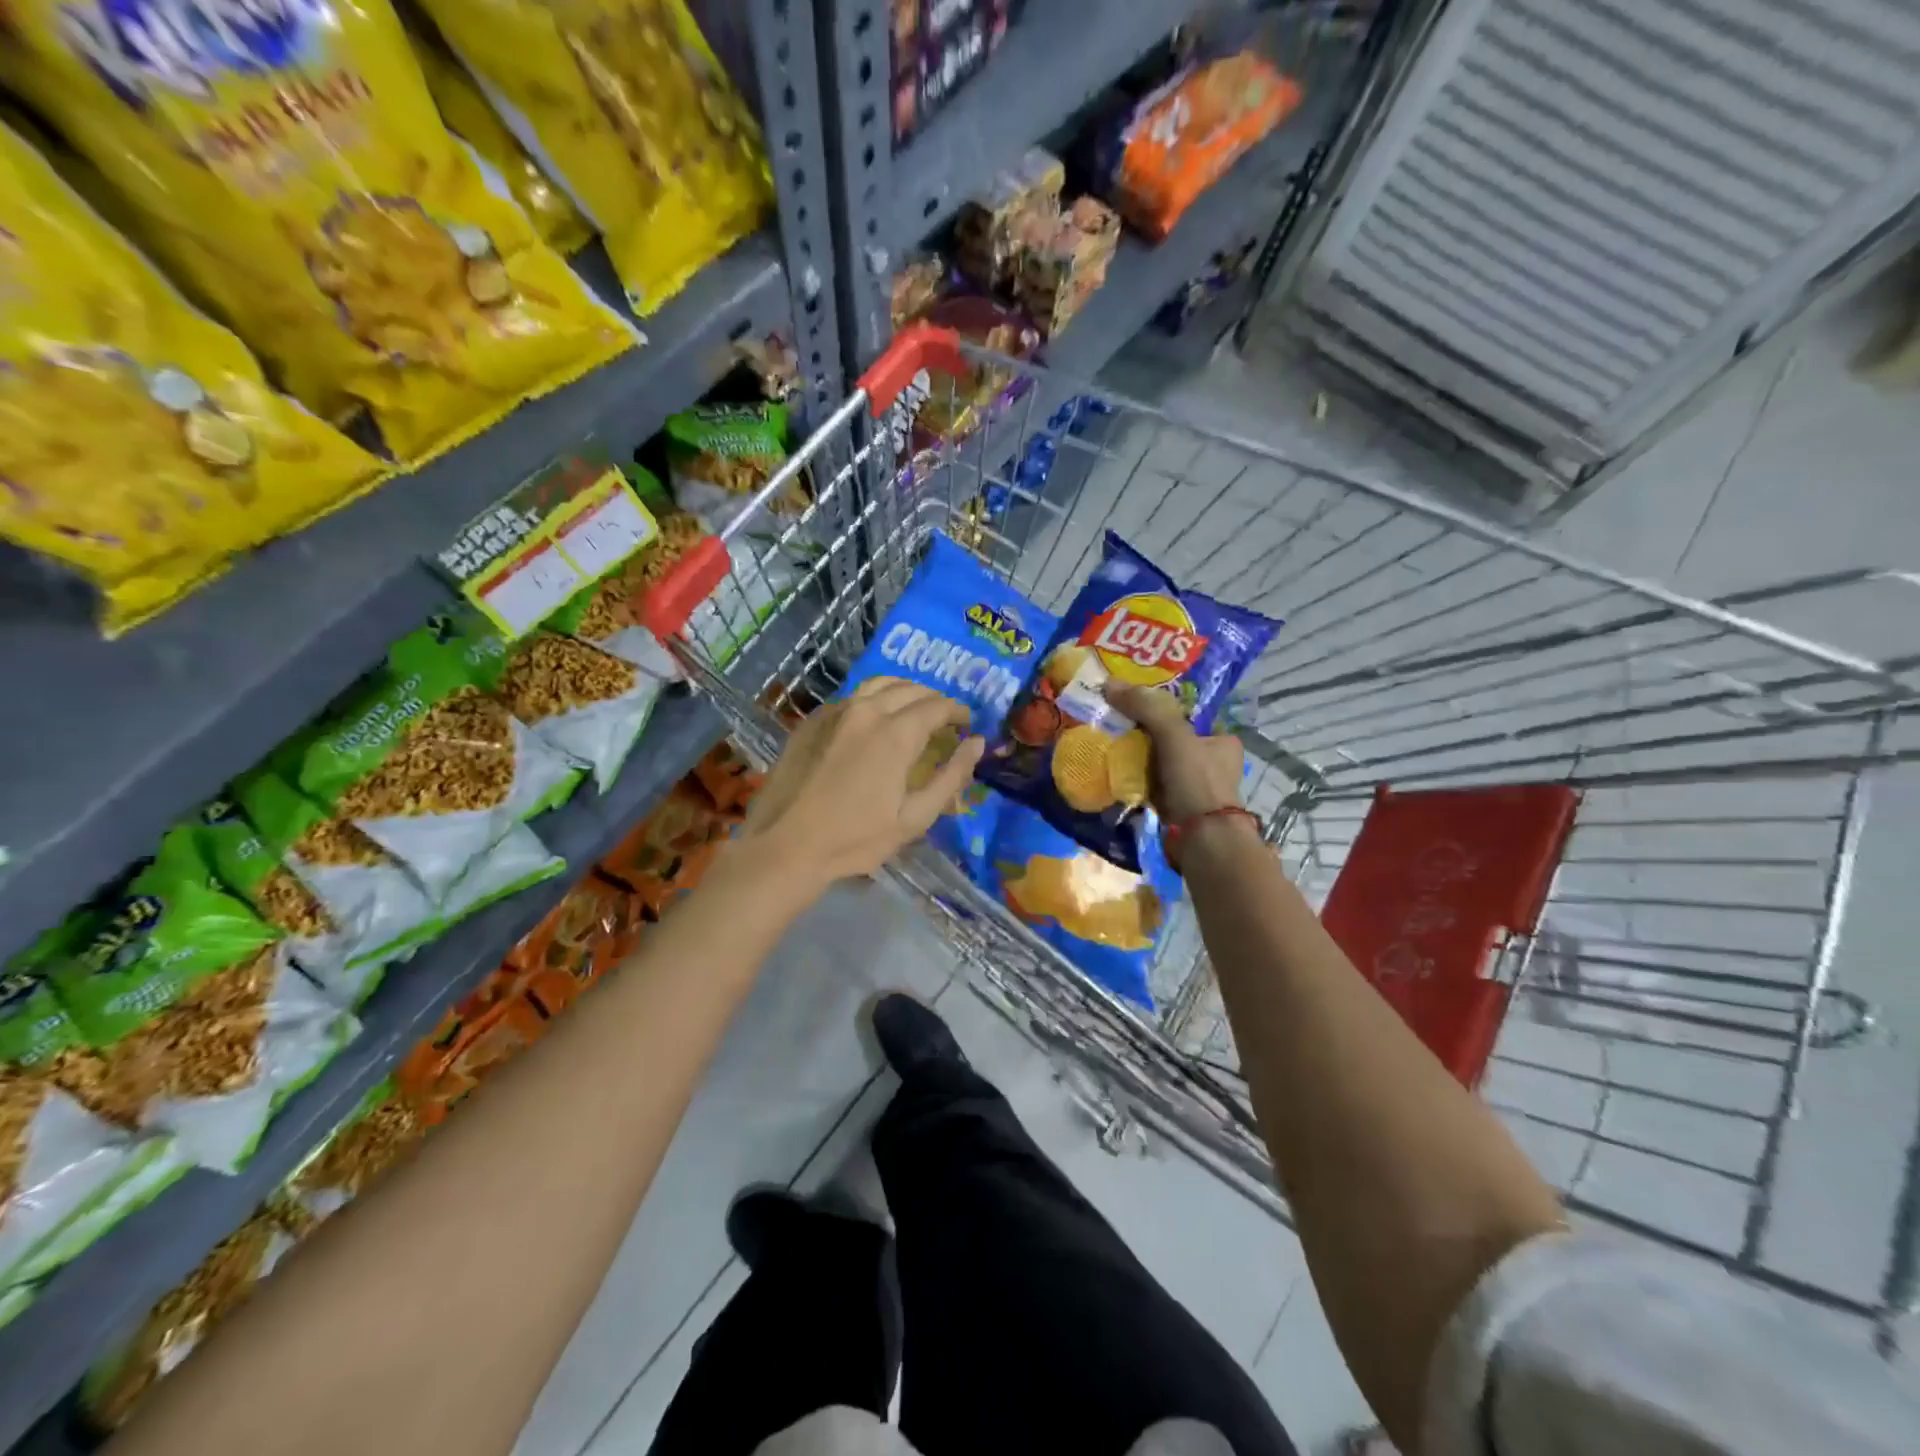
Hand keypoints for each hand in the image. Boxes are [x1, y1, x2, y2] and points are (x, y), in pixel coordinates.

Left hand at [743, 678, 983, 888]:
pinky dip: (872, 699)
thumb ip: (952, 777)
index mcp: (896, 733)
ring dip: (904, 691)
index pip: (937, 706)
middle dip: (934, 699)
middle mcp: (866, 711)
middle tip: (944, 719)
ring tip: (914, 709)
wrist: (784, 845)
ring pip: (878, 685)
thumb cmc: (855, 839)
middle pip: (910, 689)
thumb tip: (976, 744)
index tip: (967, 723)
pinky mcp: (812, 721)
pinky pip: (851, 698)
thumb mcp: (914, 818)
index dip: (958, 711)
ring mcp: (834, 712)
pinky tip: (874, 719)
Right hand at [1106, 683, 1244, 825]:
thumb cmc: (1197, 782)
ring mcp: (1194, 787)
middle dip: (1142, 733)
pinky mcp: (1177, 807)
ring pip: (1157, 762)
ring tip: (1106, 745)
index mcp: (1222, 740)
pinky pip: (1150, 784)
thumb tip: (1108, 684)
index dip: (1158, 707)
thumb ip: (1145, 707)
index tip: (1129, 703)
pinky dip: (1134, 779)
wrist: (1202, 841)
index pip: (1186, 714)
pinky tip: (1113, 773)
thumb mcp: (1174, 735)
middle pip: (1168, 738)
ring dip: (1135, 757)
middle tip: (1112, 723)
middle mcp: (1212, 762)